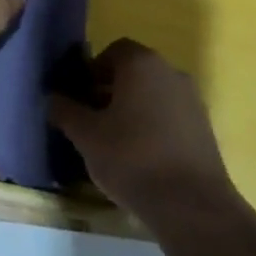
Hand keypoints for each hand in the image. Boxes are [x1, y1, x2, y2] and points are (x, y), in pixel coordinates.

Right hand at [48, 39, 236, 224]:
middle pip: (135, 71)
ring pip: (154, 93)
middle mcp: (170, 71)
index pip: (114, 50)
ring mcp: (191, 98)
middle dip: (111, 89)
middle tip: (93, 120)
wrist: (190, 204)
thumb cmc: (132, 159)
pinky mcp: (204, 126)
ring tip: (115, 142)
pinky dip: (154, 125)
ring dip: (133, 108)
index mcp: (142, 64)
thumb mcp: (87, 137)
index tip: (81, 96)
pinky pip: (171, 114)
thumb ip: (66, 111)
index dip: (93, 70)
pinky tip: (142, 157)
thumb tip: (52, 97)